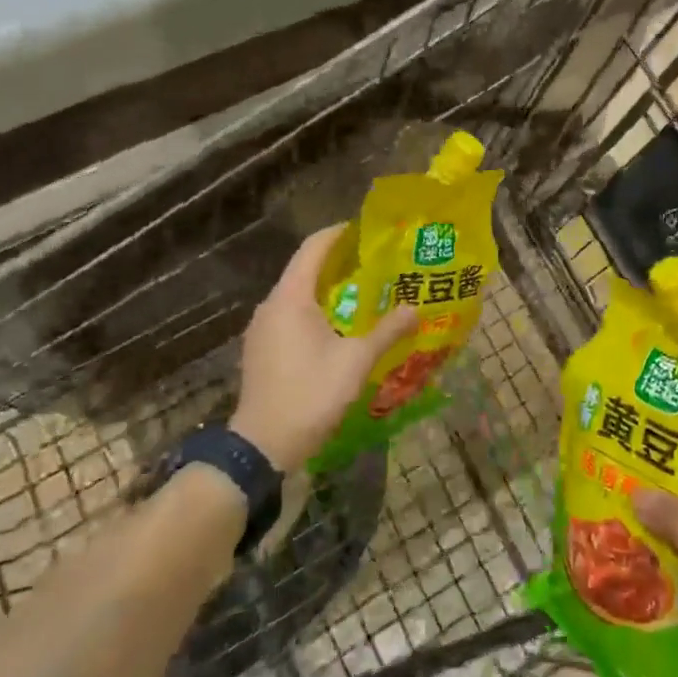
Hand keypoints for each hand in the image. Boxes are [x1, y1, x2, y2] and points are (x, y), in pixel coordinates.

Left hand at [229, 225, 416, 469]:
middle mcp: (272, 305)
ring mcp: (263, 328)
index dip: (340, 233)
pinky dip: (317, 309)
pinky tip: (341, 325)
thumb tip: (416, 309)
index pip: (314, 247)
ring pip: (299, 294)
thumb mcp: (356, 361)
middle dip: (341, 261)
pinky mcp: (262, 349)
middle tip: (377, 262)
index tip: (368, 230)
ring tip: (366, 291)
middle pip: (306, 268)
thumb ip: (387, 331)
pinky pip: (292, 315)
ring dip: (330, 288)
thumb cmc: (310, 395)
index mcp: (291, 298)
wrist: (261, 447)